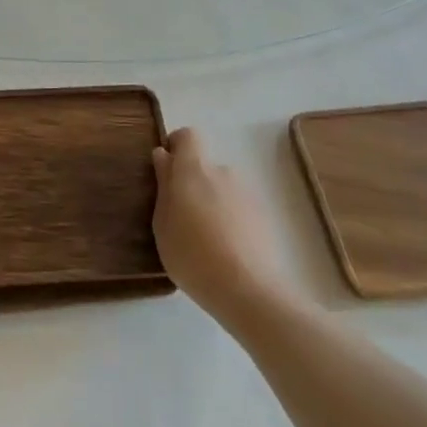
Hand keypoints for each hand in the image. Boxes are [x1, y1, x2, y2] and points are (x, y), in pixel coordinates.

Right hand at [153, 128, 288, 326]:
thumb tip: (164, 156)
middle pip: (204, 167)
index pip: (188, 136)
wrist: (248, 290)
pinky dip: (230, 222)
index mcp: (194, 169)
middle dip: (192, 185)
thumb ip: (164, 184)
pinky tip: (225, 253)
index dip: (176, 146)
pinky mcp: (264, 218)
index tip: (165, 170)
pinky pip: (238, 210)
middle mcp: (223, 172)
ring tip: (204, 242)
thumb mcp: (162, 222)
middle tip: (180, 218)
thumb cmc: (192, 254)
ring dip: (211, 204)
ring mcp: (247, 194)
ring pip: (222, 190)